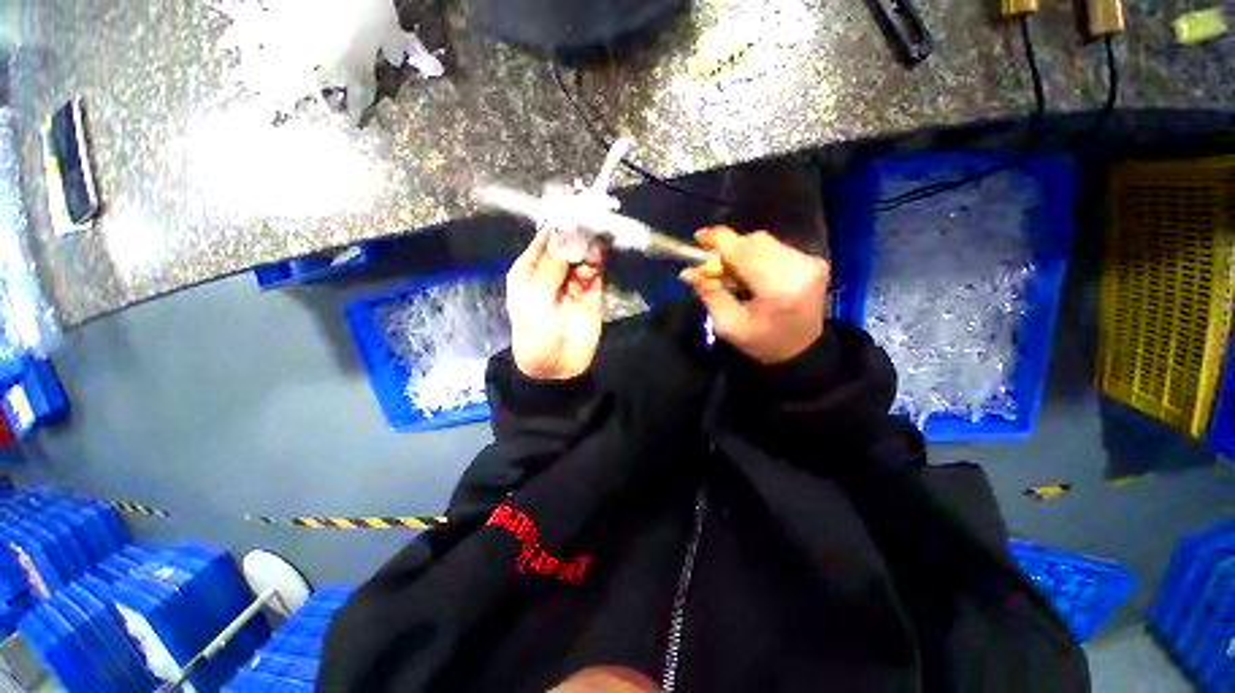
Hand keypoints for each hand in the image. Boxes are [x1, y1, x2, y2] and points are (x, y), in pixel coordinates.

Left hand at [507, 230, 605, 380]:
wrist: (556, 366)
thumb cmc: (535, 334)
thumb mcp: (537, 300)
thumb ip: (552, 268)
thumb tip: (566, 236)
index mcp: (529, 269)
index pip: (545, 238)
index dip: (558, 226)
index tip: (573, 215)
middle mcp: (551, 269)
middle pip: (567, 242)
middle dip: (577, 235)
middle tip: (587, 232)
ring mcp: (573, 279)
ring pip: (583, 252)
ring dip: (589, 247)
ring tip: (593, 248)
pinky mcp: (591, 290)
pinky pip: (596, 268)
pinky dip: (599, 260)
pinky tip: (601, 255)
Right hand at [680, 227, 828, 364]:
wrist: (805, 350)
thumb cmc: (764, 343)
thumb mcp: (729, 326)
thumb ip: (710, 294)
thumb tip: (688, 272)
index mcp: (778, 288)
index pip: (743, 250)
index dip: (718, 240)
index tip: (698, 238)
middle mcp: (799, 267)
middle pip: (753, 241)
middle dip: (728, 249)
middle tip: (713, 267)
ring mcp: (810, 261)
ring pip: (764, 242)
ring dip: (742, 252)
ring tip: (734, 276)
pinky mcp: (814, 260)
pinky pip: (775, 247)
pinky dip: (757, 256)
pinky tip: (752, 275)